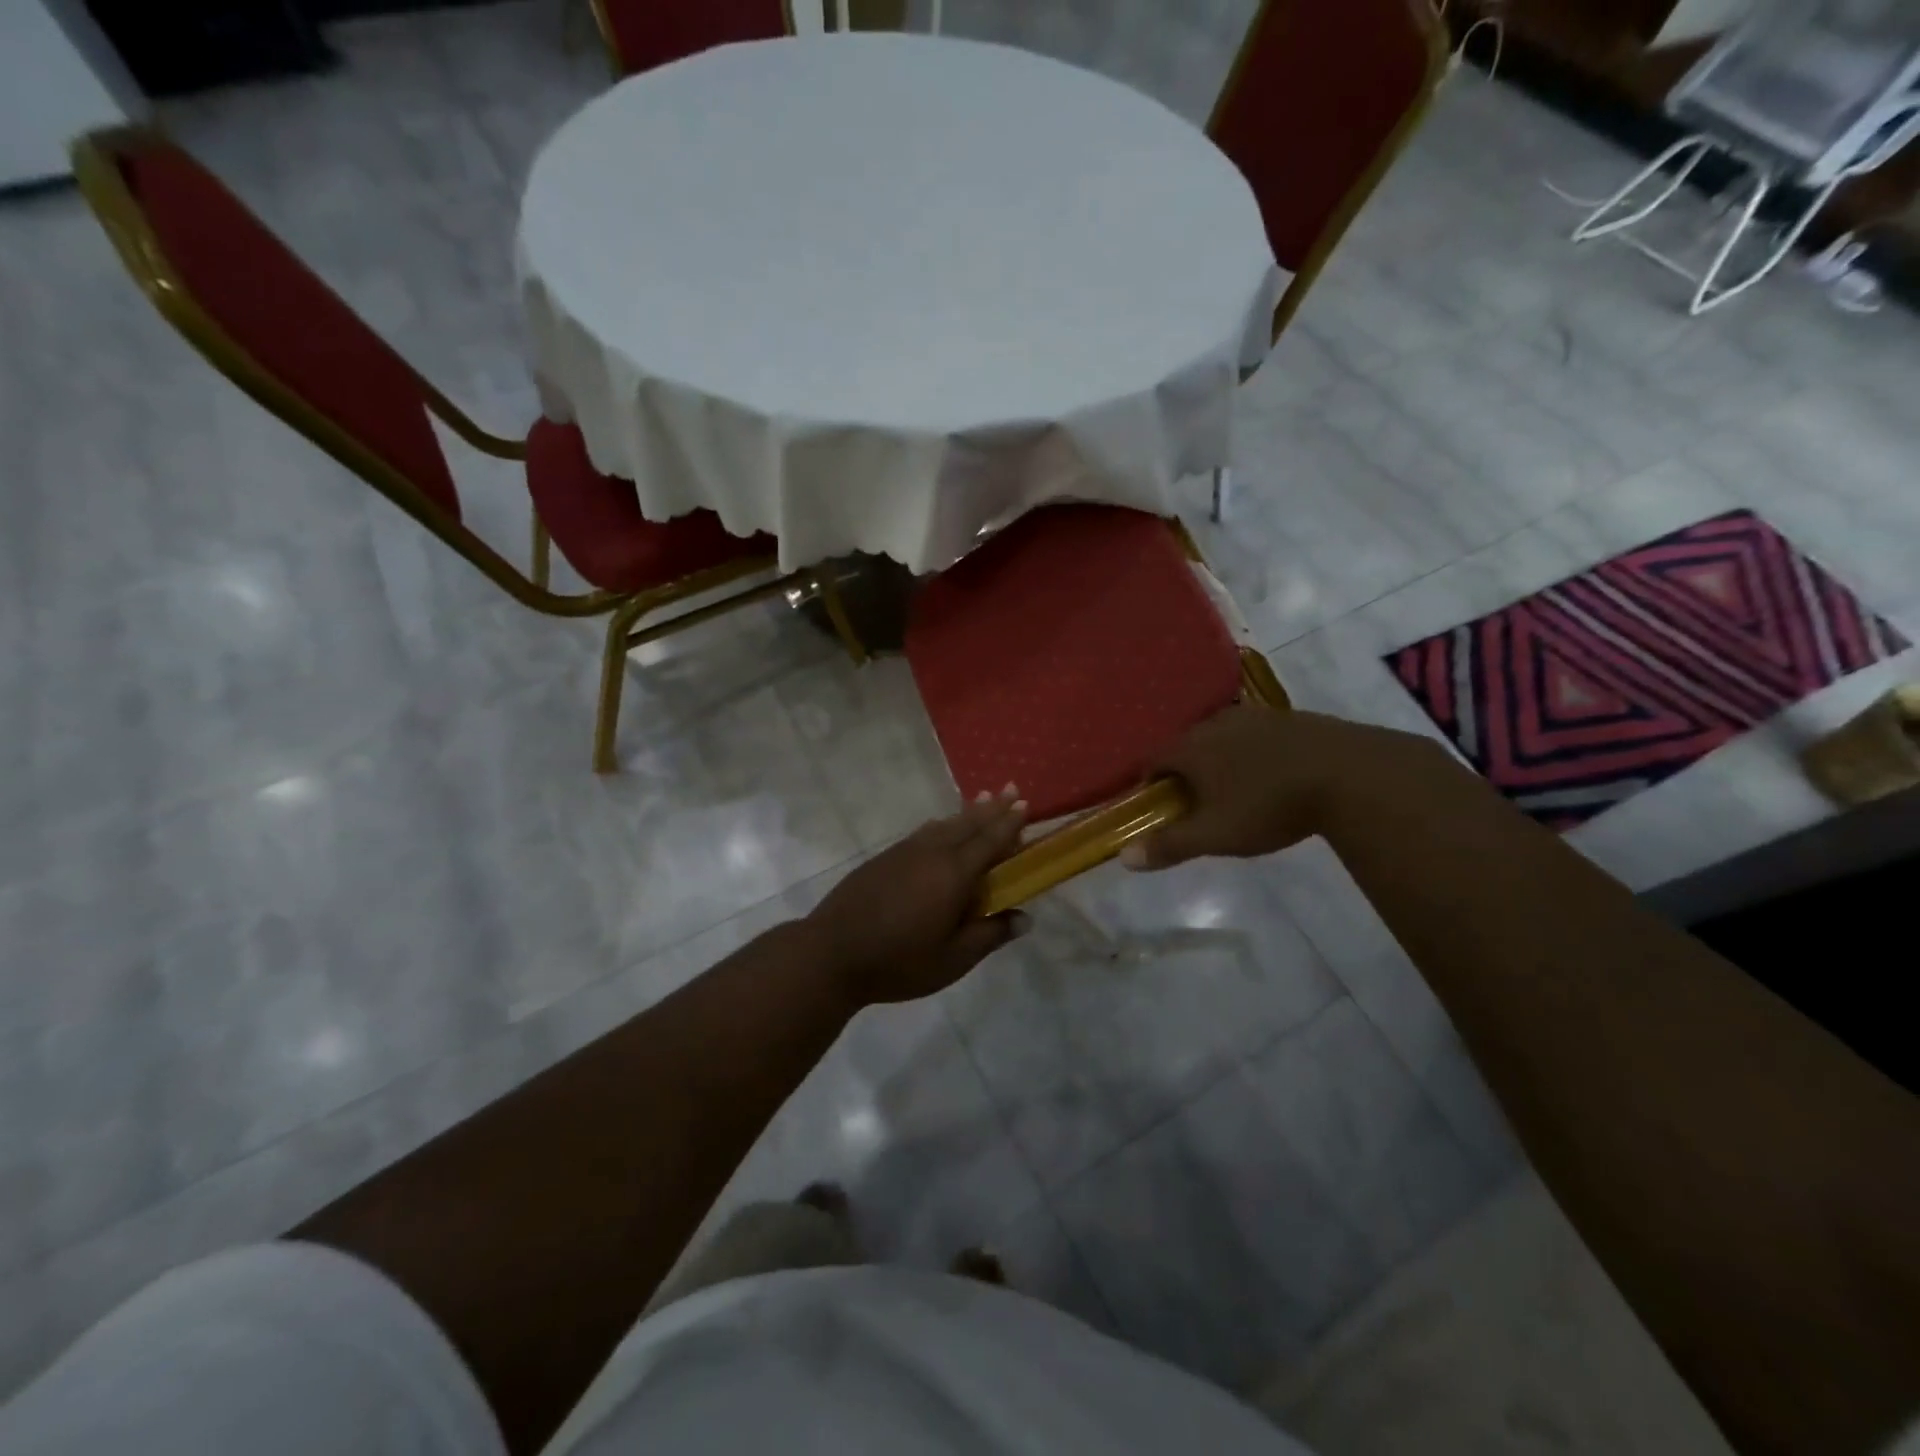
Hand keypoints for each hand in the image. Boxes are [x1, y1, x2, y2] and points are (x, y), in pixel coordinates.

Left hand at [805, 788, 1028, 1006]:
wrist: (831, 953)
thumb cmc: (898, 961)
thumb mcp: (952, 960)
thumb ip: (990, 935)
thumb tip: (1024, 918)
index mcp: (954, 874)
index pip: (990, 841)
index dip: (1009, 824)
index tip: (1024, 805)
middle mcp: (931, 853)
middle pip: (968, 824)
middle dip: (992, 808)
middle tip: (1011, 789)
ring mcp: (904, 852)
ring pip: (944, 825)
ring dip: (967, 813)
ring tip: (983, 800)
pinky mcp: (883, 858)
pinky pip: (923, 832)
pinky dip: (942, 825)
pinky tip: (941, 828)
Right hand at [1121, 706, 1429, 869]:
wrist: (1348, 774)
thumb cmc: (1269, 805)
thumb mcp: (1216, 835)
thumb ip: (1170, 845)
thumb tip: (1123, 857)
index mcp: (1191, 747)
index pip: (1153, 759)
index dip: (1150, 783)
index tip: (1159, 806)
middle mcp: (1215, 723)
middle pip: (1186, 745)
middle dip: (1185, 771)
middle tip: (1198, 803)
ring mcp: (1254, 716)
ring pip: (1221, 737)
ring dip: (1219, 759)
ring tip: (1235, 789)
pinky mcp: (1288, 717)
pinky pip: (1254, 734)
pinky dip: (1251, 752)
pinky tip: (1272, 775)